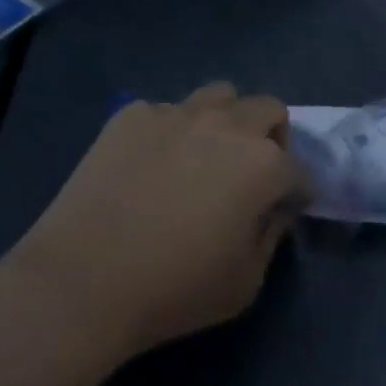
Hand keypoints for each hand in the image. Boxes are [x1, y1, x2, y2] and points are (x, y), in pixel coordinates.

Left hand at [7, 82, 310, 360]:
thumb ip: (270, 237)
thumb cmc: (174, 290)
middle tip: (251, 172)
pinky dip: (169, 132)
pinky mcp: (133, 113)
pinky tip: (147, 166)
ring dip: (225, 119)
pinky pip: (164, 111)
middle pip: (268, 108)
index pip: (299, 168)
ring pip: (219, 95)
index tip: (285, 208)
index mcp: (262, 164)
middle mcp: (226, 125)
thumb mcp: (244, 284)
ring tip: (203, 155)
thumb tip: (272, 209)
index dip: (297, 191)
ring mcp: (176, 112)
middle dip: (272, 136)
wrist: (85, 276)